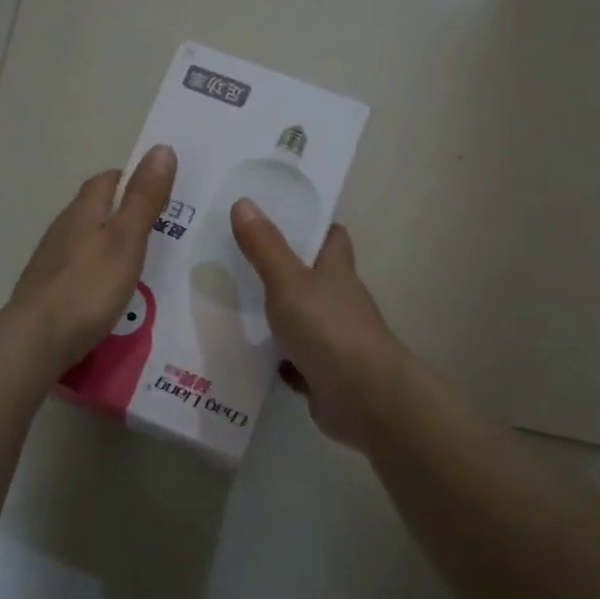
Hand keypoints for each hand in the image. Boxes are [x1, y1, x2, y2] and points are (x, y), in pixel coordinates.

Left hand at [9, 145, 176, 367]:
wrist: (37, 337)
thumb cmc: (89, 285)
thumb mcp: (127, 239)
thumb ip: (144, 198)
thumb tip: (161, 148)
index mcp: (84, 210)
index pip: (107, 179)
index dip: (132, 180)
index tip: (158, 194)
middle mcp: (63, 227)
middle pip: (95, 209)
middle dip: (123, 214)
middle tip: (158, 232)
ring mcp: (51, 258)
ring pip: (86, 239)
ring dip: (109, 244)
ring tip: (138, 264)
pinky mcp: (47, 287)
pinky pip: (78, 268)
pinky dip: (97, 272)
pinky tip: (109, 292)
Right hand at [231, 201, 411, 454]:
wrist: (363, 397)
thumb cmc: (328, 328)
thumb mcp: (288, 282)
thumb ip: (265, 247)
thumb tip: (244, 201)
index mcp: (337, 272)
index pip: (332, 237)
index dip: (313, 226)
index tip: (282, 218)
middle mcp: (341, 302)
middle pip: (315, 278)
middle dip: (286, 270)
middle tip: (242, 260)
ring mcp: (336, 340)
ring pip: (305, 320)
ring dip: (280, 317)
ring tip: (236, 306)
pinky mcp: (326, 374)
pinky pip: (299, 361)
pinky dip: (281, 359)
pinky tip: (253, 356)